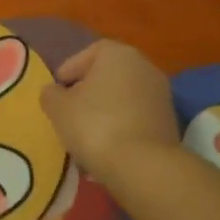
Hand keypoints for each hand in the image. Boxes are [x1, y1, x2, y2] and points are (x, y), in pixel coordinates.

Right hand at [39, 40, 178, 185]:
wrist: (143, 165)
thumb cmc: (94, 125)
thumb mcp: (58, 108)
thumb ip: (50, 94)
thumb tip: (53, 91)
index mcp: (118, 54)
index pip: (88, 54)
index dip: (68, 71)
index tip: (55, 92)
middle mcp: (144, 66)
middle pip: (108, 75)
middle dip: (87, 92)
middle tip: (68, 112)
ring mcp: (161, 95)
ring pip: (122, 98)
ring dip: (104, 112)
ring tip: (85, 135)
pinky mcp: (168, 122)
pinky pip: (135, 118)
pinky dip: (120, 127)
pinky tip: (106, 147)